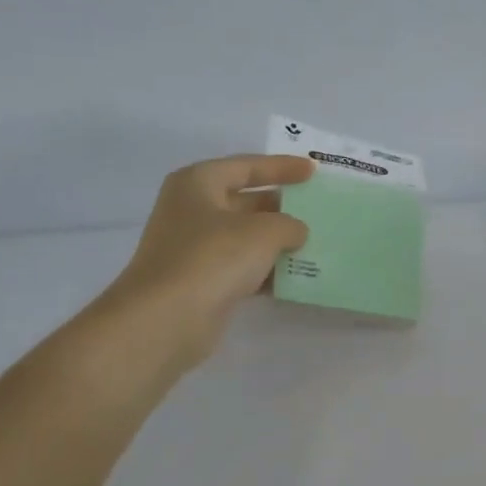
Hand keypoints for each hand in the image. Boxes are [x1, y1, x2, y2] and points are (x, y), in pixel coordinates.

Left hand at [101, 155, 313, 373]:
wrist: (166, 319)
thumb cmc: (213, 258)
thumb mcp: (263, 232)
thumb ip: (289, 224)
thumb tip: (296, 232)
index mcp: (198, 183)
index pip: (246, 166)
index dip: (281, 167)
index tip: (313, 171)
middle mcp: (193, 211)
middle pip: (246, 202)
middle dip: (283, 207)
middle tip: (319, 211)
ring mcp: (195, 248)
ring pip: (247, 238)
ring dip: (279, 242)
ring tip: (317, 244)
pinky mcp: (202, 281)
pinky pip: (243, 268)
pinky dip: (268, 271)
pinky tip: (297, 278)